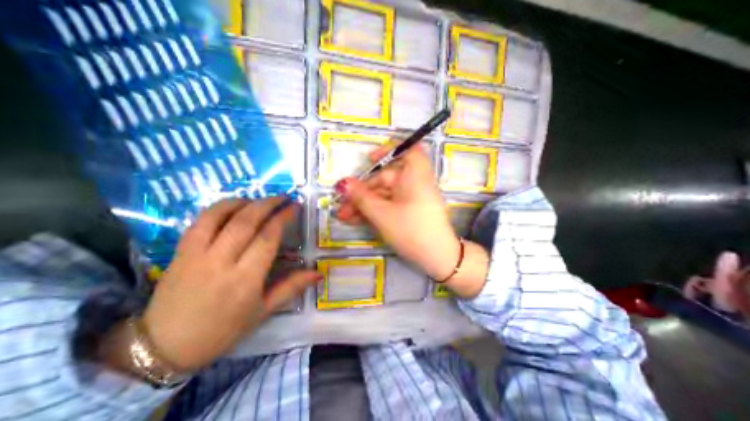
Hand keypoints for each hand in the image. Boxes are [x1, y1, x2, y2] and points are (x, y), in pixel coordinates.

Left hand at [139, 196, 319, 369]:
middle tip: (283, 197)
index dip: (283, 217)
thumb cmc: (222, 330)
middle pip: (247, 221)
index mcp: (245, 279)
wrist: (163, 348)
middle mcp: (221, 262)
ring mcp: (197, 254)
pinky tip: (234, 206)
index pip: (268, 237)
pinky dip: (220, 207)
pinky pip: (201, 221)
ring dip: (245, 201)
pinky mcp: (180, 252)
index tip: (295, 206)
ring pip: (221, 216)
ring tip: (261, 199)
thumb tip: (318, 273)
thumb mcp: (263, 312)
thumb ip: (291, 287)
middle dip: (268, 204)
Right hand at [335, 144, 489, 296]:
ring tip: (343, 217)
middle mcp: (413, 184)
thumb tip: (343, 183)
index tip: (369, 159)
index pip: (409, 150)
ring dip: (364, 204)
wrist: (436, 258)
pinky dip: (373, 211)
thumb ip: (361, 197)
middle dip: (362, 192)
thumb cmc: (411, 230)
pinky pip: (388, 205)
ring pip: (383, 195)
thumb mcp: (382, 214)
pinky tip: (355, 220)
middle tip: (342, 206)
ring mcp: (410, 199)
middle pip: (385, 179)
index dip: (389, 150)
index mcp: (414, 176)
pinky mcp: (408, 211)